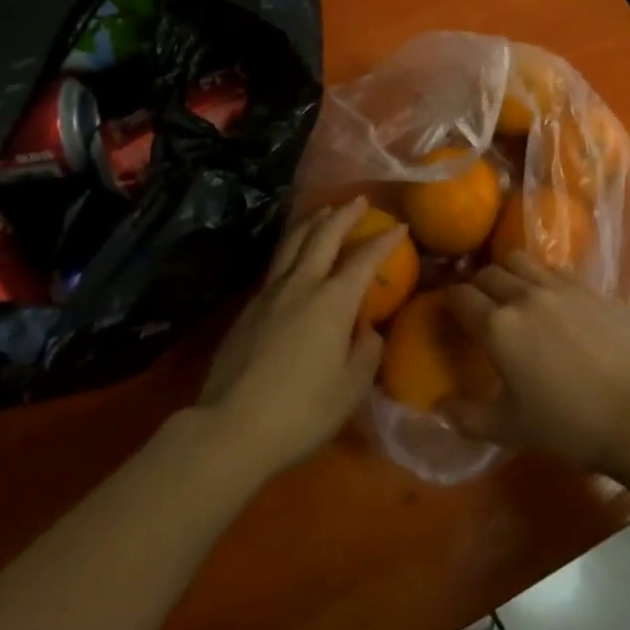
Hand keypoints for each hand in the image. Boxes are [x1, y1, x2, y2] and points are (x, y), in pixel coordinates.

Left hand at [199, 198, 399, 478]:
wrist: (230, 428)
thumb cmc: (301, 412)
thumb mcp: (350, 389)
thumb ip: (366, 352)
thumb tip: (366, 329)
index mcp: (333, 301)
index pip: (364, 259)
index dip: (384, 241)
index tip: (399, 226)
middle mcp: (302, 285)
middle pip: (323, 236)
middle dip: (343, 215)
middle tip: (358, 200)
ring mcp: (270, 293)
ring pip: (293, 243)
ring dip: (312, 223)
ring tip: (323, 212)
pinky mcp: (248, 308)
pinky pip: (276, 264)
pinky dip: (292, 248)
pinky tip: (295, 256)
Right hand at [442, 261, 629, 471]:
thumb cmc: (566, 425)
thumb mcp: (509, 430)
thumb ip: (466, 418)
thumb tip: (438, 408)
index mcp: (498, 326)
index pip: (460, 296)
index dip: (449, 301)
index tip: (449, 312)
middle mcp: (523, 296)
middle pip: (488, 273)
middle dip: (477, 286)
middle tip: (481, 307)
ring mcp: (558, 287)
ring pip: (520, 261)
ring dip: (508, 273)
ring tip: (514, 294)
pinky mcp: (588, 287)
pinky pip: (554, 270)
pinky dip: (543, 278)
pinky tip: (551, 300)